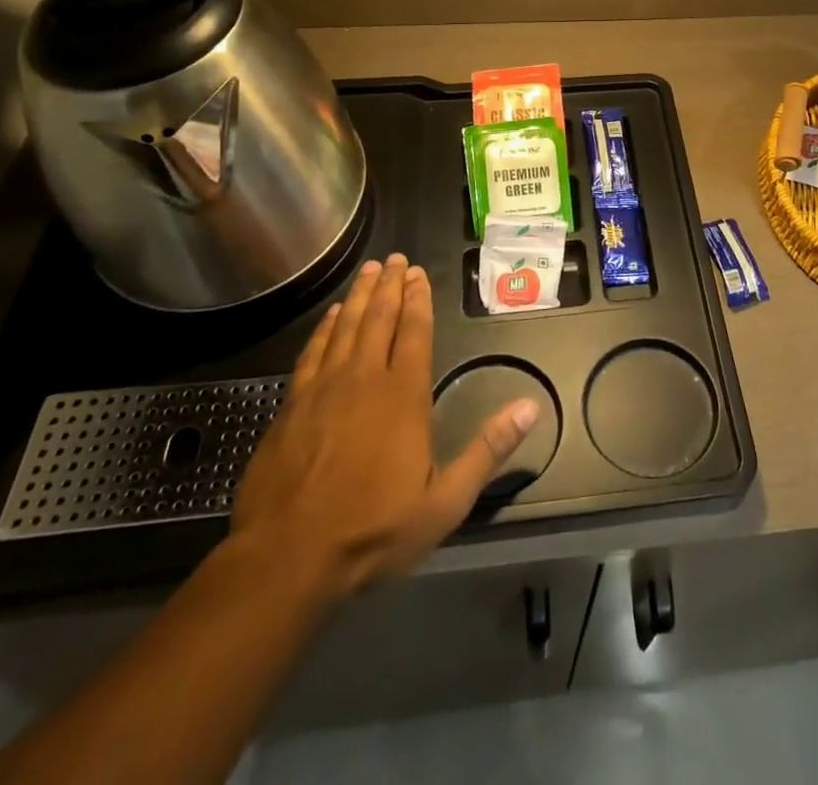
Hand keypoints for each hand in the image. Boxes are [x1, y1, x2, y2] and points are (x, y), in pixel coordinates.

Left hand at [230, 253, 539, 604]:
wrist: (287, 558)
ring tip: (369, 271)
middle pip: (379, 319)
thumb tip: (530, 407)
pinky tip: (331, 316)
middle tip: (395, 258)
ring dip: (359, 296)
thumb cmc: (373, 530)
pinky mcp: (291, 405)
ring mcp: (323, 389)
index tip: (418, 273)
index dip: (418, 300)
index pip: (414, 333)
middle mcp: (364, 379)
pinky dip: (325, 328)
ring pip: (345, 327)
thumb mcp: (445, 501)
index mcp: (403, 396)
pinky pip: (312, 352)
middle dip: (390, 286)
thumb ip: (488, 450)